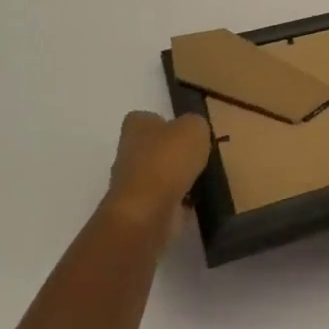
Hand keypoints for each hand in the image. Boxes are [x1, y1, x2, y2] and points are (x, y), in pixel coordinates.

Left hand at [104, 111, 210, 241]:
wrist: (147, 211)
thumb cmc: (167, 160)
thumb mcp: (194, 128)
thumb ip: (195, 124)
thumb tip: (193, 132)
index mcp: (136, 127)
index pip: (147, 118)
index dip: (166, 123)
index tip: (185, 132)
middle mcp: (127, 151)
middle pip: (152, 147)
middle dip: (172, 153)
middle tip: (197, 156)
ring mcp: (131, 182)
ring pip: (158, 174)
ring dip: (175, 178)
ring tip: (201, 180)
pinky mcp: (138, 208)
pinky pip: (162, 199)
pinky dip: (177, 200)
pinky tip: (194, 201)